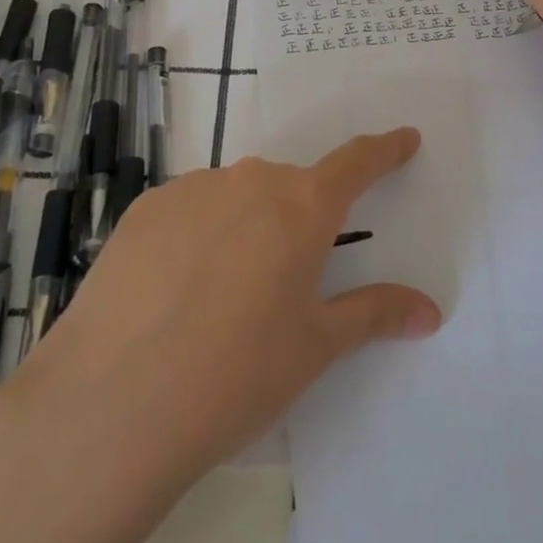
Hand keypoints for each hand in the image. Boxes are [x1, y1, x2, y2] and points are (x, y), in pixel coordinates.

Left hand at [6, 129, 441, 488]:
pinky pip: (190, 209)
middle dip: (300, 219)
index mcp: (302, 207)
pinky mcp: (143, 209)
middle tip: (288, 277)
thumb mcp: (315, 347)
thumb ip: (375, 315)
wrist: (111, 404)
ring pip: (237, 196)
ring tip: (224, 295)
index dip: (384, 150)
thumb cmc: (235, 375)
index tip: (404, 139)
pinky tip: (176, 290)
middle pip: (291, 188)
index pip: (356, 163)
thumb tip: (430, 310)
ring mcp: (191, 189)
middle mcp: (250, 181)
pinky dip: (199, 234)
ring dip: (247, 226)